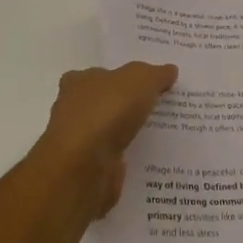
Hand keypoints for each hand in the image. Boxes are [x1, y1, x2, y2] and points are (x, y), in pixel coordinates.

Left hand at [34, 63, 177, 219]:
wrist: (83, 169)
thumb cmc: (106, 112)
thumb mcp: (140, 80)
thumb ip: (155, 74)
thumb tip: (170, 70)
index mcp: (78, 82)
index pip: (99, 75)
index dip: (121, 78)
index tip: (145, 85)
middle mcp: (73, 110)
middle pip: (103, 103)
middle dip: (125, 107)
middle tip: (158, 108)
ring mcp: (78, 143)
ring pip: (108, 134)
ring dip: (127, 135)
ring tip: (161, 135)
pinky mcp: (86, 171)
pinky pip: (113, 160)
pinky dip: (127, 159)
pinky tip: (150, 160)